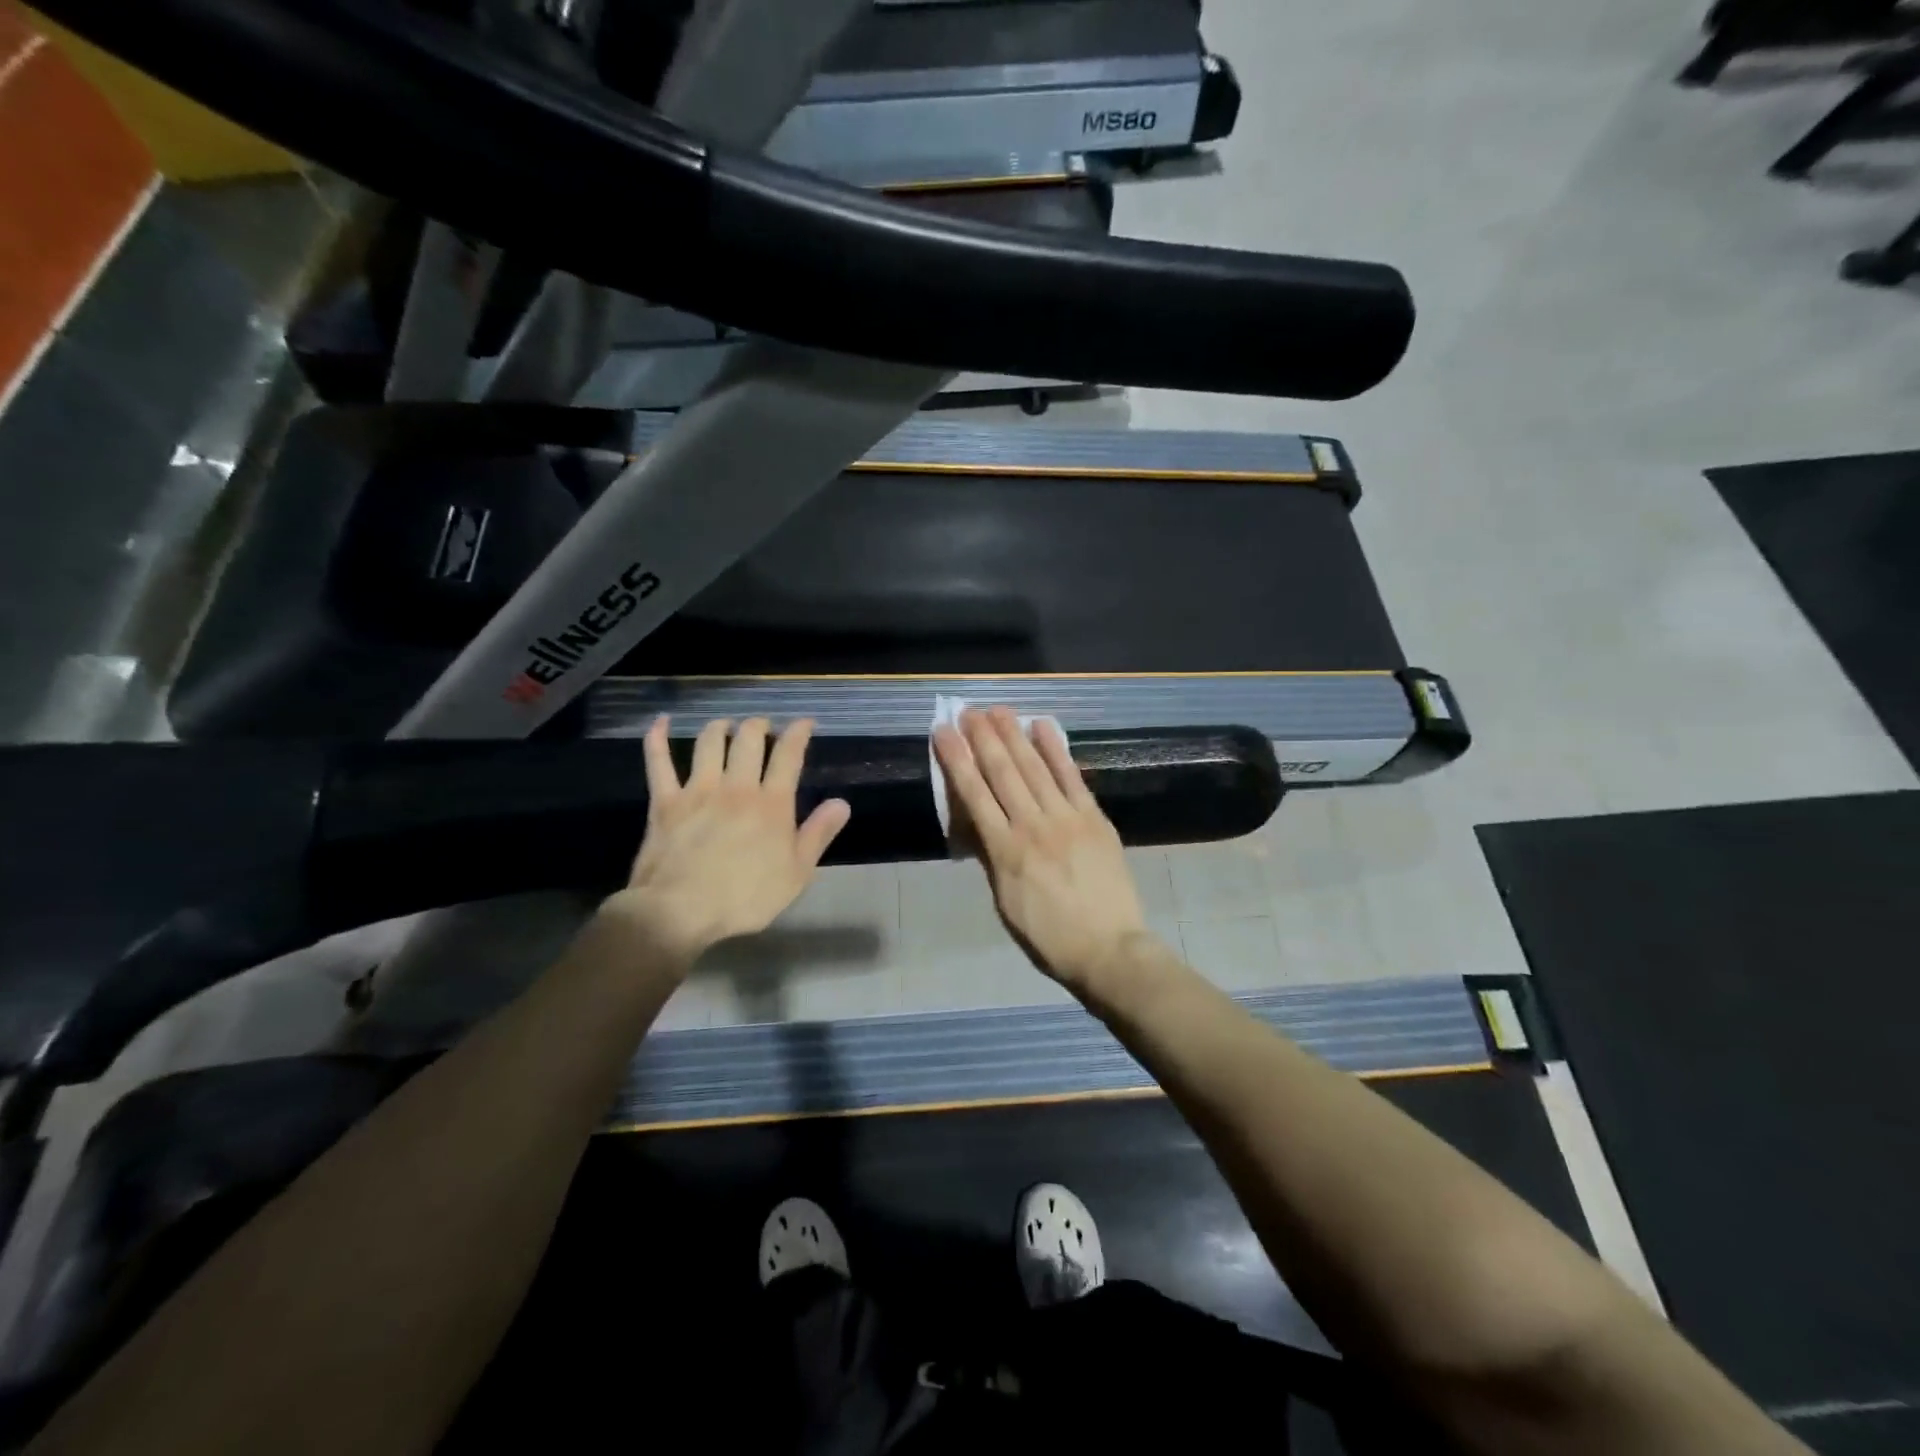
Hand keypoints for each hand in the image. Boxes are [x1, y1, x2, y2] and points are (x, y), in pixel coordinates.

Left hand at [613, 716, 850, 963]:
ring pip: (709, 743)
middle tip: (764, 727)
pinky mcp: (665, 801)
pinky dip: (658, 739)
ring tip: (726, 726)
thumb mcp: (797, 873)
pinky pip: (659, 762)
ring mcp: (698, 790)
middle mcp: (737, 786)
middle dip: (759, 726)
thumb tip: (841, 803)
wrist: (680, 911)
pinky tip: (662, 722)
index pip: (788, 755)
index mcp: (772, 804)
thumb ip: (819, 834)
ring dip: (720, 727)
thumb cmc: (745, 898)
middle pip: (749, 739)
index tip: (805, 722)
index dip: (798, 733)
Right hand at [933, 707, 1149, 990]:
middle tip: (968, 711)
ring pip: (1034, 768)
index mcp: (1005, 851)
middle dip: (982, 738)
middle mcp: (1032, 826)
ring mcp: (1066, 819)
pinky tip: (1043, 726)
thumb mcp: (1005, 904)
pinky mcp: (1093, 818)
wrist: (1109, 949)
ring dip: (1014, 735)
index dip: (957, 760)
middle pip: (1002, 773)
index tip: (943, 732)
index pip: (974, 794)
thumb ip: (992, 859)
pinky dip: (1056, 750)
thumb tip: (977, 825)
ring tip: (998, 710)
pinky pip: (1072, 777)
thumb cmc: (1049, 936)